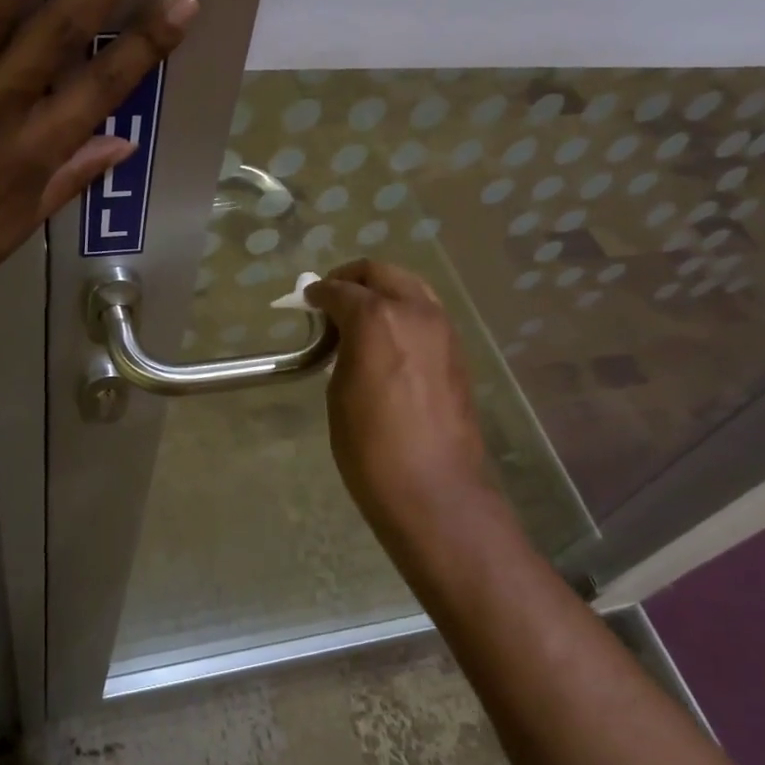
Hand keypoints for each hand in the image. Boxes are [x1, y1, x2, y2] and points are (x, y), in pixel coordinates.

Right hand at [306, 260, 497, 544]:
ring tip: (360, 317)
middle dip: (353, 278)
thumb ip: (343, 351)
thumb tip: (346, 337)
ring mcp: (443, 330)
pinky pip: (427, 314)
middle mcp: (415, 312)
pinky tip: (389, 339)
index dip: (319, 293)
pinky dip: (404, 312)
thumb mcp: (340, 393)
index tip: (307, 300)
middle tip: (332, 297)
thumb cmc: (371, 447)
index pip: (342, 290)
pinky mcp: (458, 353)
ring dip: (383, 291)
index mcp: (377, 318)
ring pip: (411, 288)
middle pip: (382, 273)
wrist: (434, 490)